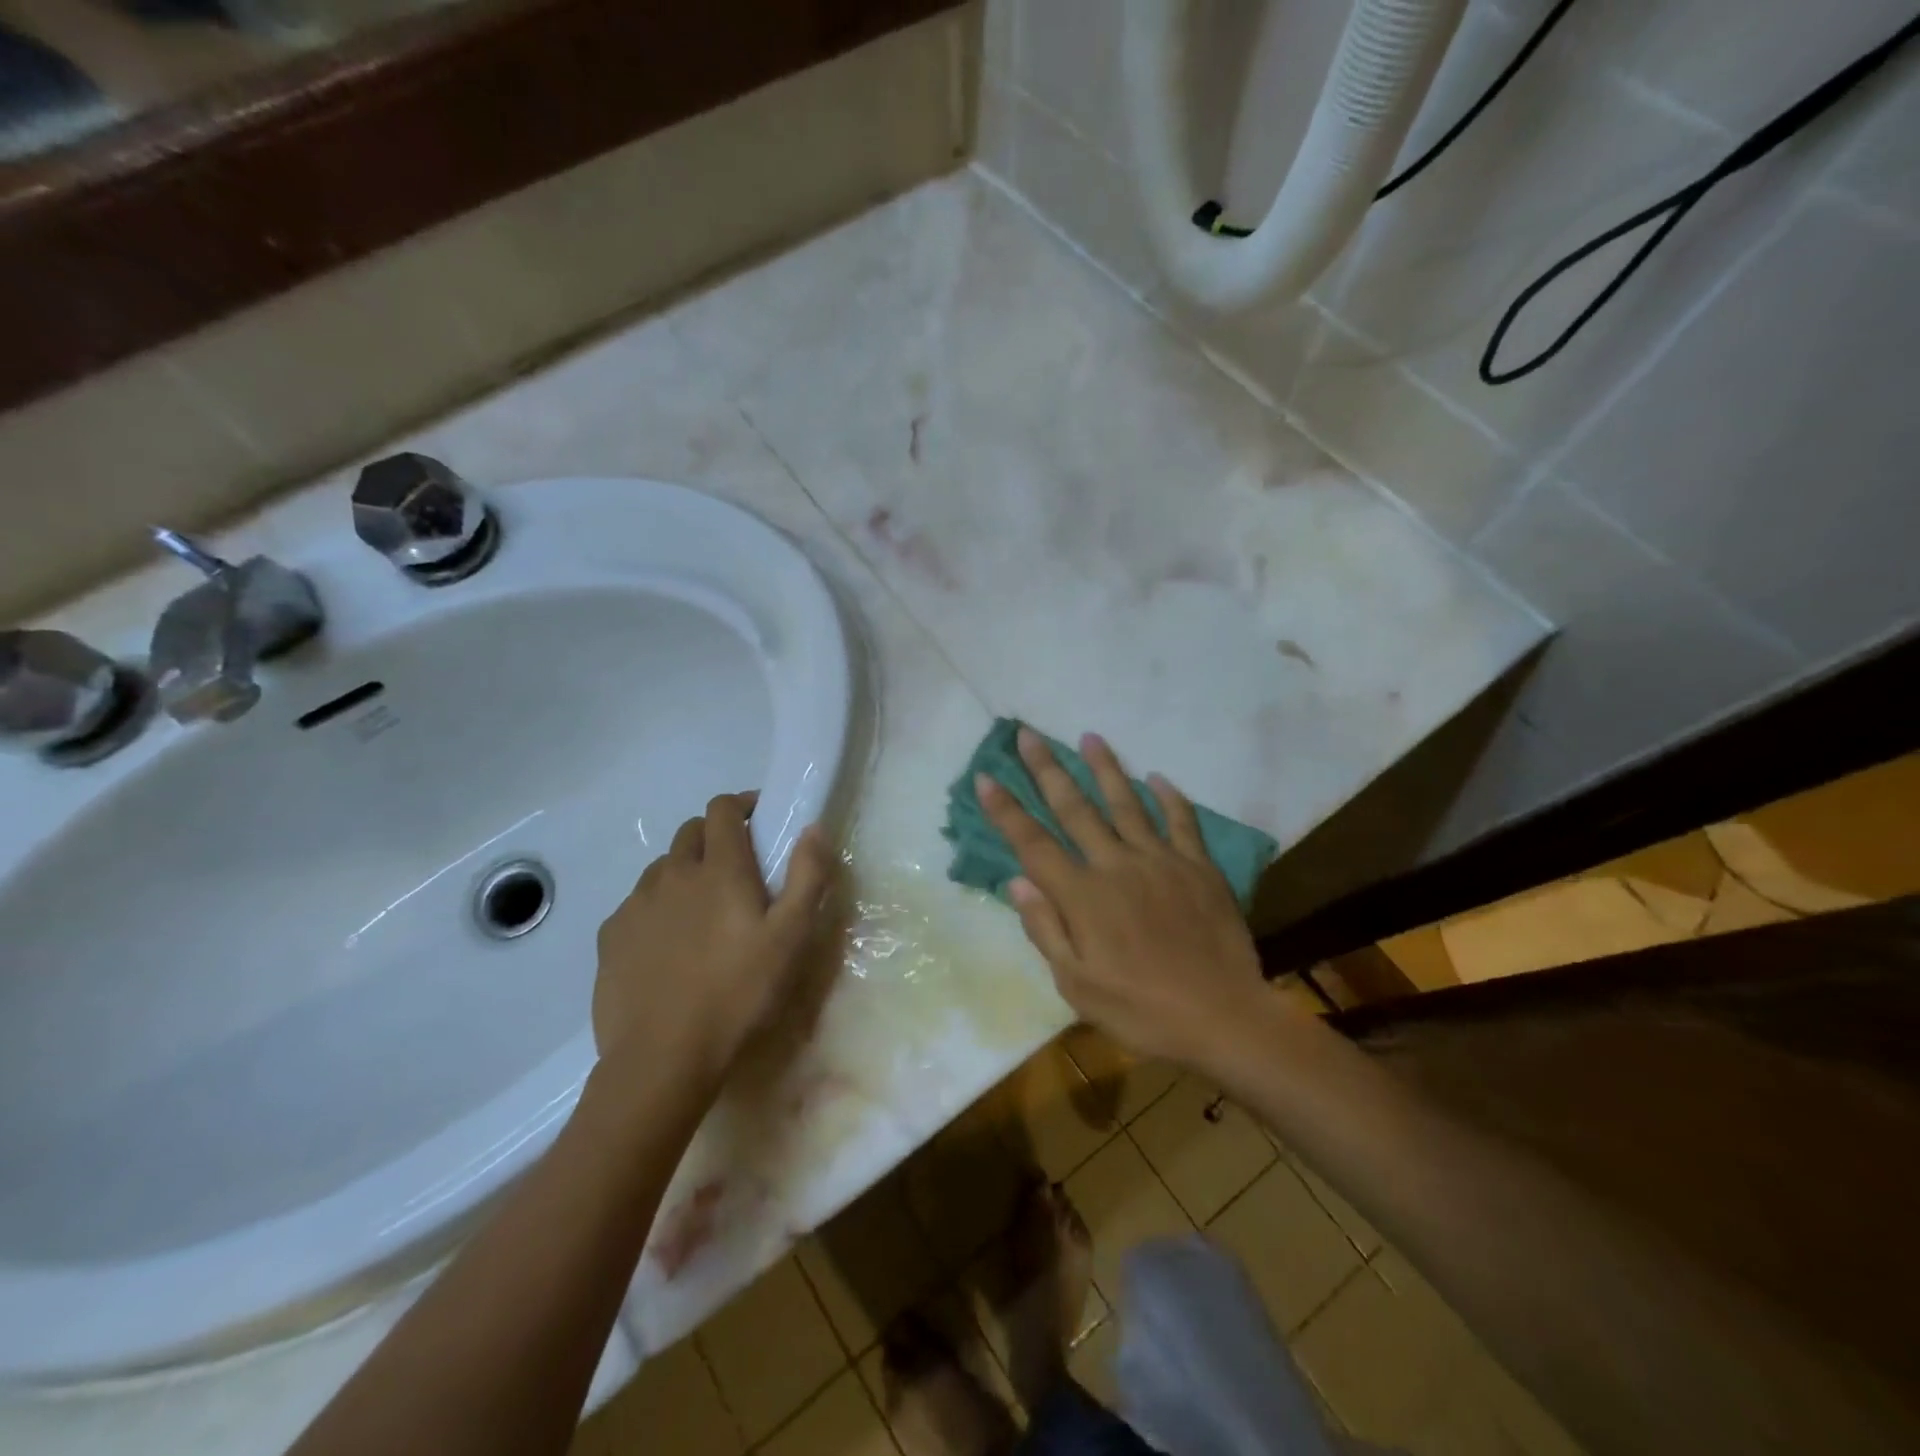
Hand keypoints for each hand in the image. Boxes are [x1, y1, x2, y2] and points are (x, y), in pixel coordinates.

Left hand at [593, 793, 834, 1084]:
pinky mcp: (610, 938)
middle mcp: (672, 874)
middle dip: (715, 836)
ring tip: (703, 909)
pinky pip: (637, 904)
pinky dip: (657, 907)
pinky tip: (669, 944)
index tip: (760, 819)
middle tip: (738, 869)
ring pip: (662, 868)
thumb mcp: (791, 937)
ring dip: (685, 871)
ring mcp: (636, 905)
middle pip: (690, 832)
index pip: (722, 809)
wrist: (662, 1059)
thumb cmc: (738, 994)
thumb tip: (813, 827)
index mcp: (718, 869)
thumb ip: (807, 876)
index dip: (742, 804)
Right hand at [977, 728, 1271, 1070]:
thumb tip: (1016, 881)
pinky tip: (1158, 777)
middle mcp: (1116, 865)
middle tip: (1028, 734)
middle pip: (1075, 808)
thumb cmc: (1142, 1010)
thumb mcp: (1078, 986)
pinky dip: (1169, 797)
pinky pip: (1181, 822)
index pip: (1033, 843)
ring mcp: (1161, 861)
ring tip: (1090, 737)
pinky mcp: (1198, 867)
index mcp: (1083, 896)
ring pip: (1126, 803)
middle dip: (1047, 769)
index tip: (986, 776)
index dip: (1006, 810)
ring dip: (1105, 768)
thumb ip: (1046, 929)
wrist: (1223, 1018)